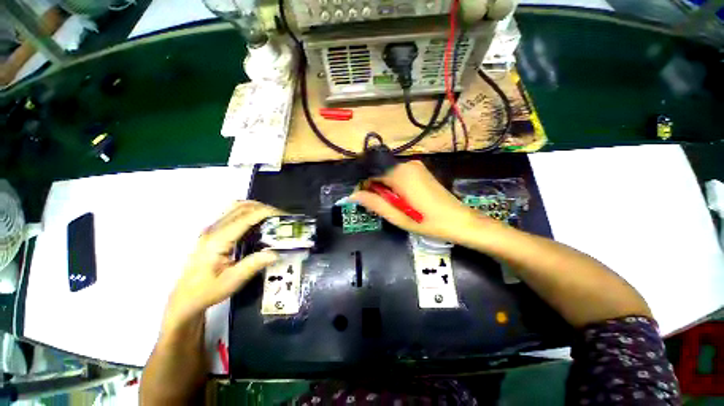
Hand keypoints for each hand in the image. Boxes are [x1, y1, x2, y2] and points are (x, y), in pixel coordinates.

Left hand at [162, 201, 281, 331]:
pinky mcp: (213, 233)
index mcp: (217, 240)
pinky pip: (233, 214)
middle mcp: (213, 230)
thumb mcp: (232, 281)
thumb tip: (276, 253)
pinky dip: (249, 213)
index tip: (283, 215)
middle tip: (281, 218)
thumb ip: (253, 265)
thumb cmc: (206, 291)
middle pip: (241, 207)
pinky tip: (258, 224)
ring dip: (256, 208)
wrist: (185, 298)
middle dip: (264, 208)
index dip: (266, 213)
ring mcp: (212, 230)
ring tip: (272, 219)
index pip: (245, 217)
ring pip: (236, 207)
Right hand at [351, 161, 498, 244]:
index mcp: (400, 174)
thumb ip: (374, 203)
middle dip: (375, 188)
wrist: (459, 221)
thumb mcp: (397, 216)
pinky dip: (395, 186)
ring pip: (389, 174)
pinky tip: (402, 199)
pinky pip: (400, 175)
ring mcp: (416, 166)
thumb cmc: (427, 222)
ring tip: (392, 205)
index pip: (371, 173)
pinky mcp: (421, 171)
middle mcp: (407, 164)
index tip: (363, 201)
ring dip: (385, 188)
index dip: (364, 187)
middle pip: (380, 173)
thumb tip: (353, 195)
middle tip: (380, 207)